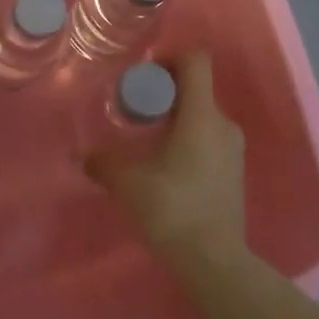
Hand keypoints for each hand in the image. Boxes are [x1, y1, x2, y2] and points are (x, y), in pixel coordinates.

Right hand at [87, 52, 246, 269]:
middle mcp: (223, 124)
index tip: (146, 73)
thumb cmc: (173, 210)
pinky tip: (167, 165)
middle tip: (137, 108)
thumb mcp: (129, 184)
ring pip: (203, 115)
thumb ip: (104, 164)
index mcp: (202, 115)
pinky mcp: (235, 171)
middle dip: (167, 91)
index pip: (196, 61)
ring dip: (177, 117)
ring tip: (148, 138)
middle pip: (197, 88)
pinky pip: (210, 138)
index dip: (171, 57)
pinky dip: (188, 138)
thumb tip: (84, 157)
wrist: (214, 261)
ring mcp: (234, 149)